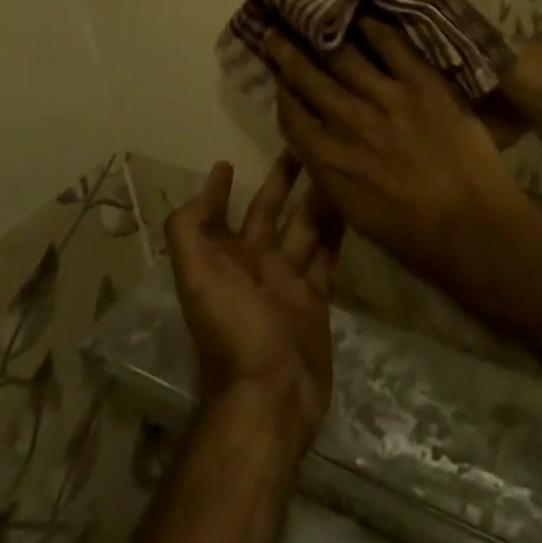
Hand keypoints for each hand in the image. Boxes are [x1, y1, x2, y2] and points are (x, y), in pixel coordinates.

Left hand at [164, 154, 339, 453]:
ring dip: (315, 199)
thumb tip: (198, 193)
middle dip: (280, 182)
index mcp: (223, 261)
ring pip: (303, 228)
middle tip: (302, 146)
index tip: (229, 161)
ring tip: (336, 166)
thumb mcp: (199, 279)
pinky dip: (336, 231)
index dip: (217, 191)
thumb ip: (189, 234)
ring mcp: (286, 282)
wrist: (272, 396)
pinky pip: (327, 255)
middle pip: (267, 214)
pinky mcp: (315, 298)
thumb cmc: (235, 330)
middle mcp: (253, 266)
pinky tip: (352, 206)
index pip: (217, 216)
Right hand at [267, 20, 530, 283]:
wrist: (470, 223)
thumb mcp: (355, 213)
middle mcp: (348, 122)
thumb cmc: (413, 234)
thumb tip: (322, 149)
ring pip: (344, 56)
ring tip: (312, 15)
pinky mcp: (422, 83)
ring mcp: (386, 97)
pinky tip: (365, 17)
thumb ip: (333, 175)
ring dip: (323, 35)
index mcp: (329, 161)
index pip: (293, 116)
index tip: (280, 77)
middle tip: (275, 32)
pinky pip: (393, 46)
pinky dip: (375, 29)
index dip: (283, 93)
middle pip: (309, 78)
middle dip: (288, 54)